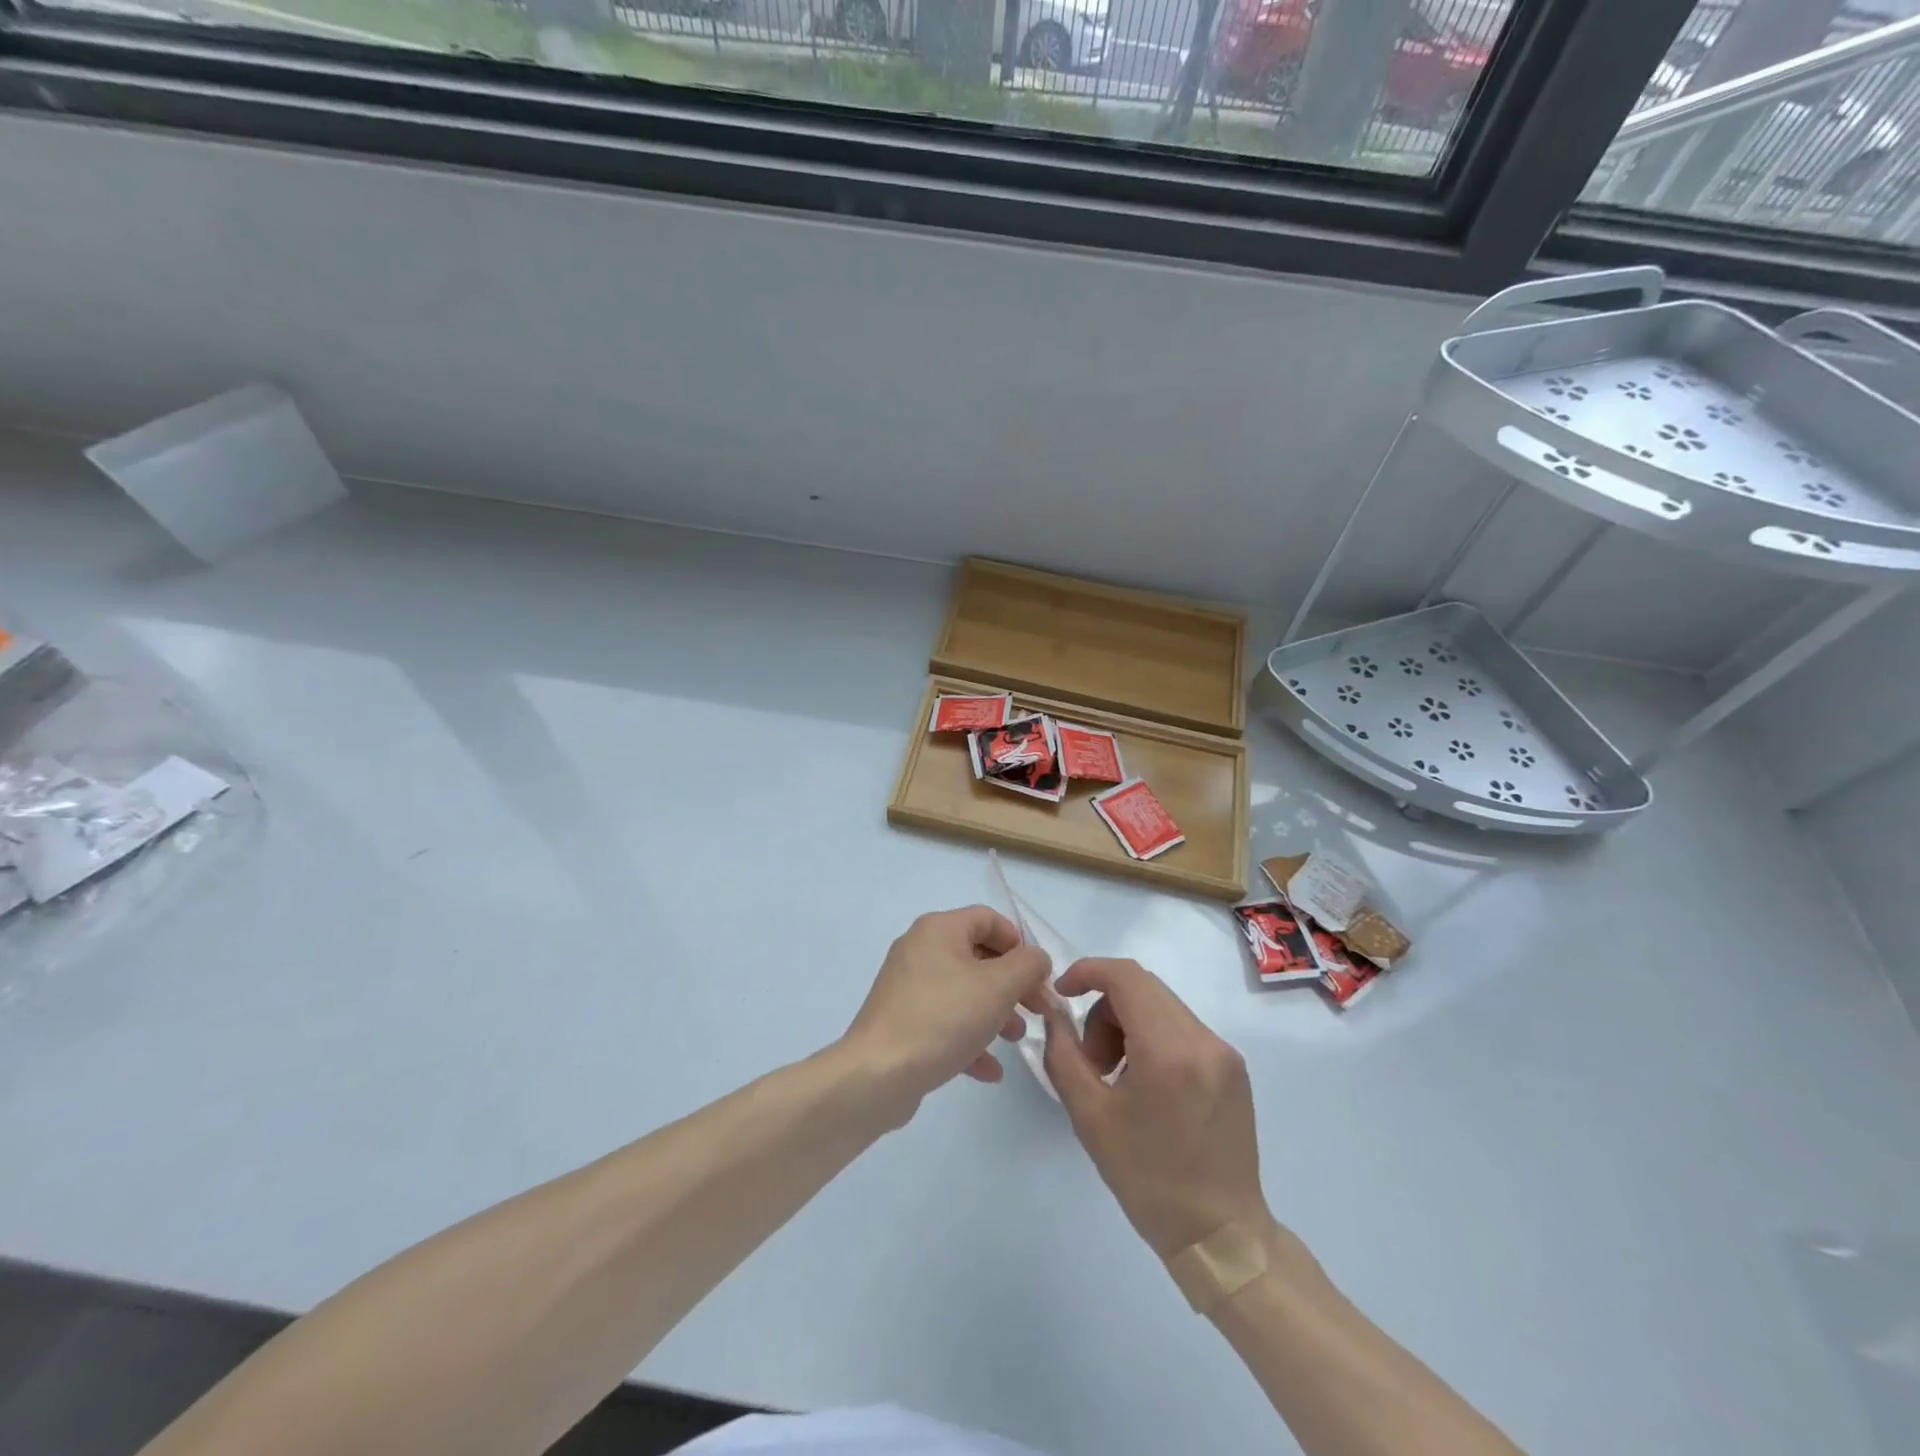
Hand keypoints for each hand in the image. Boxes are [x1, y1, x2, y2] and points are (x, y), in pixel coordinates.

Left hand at [842, 906, 1050, 1107]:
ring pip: (963, 991)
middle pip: (978, 956)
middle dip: (1012, 984)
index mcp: (939, 929)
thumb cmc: (943, 1018)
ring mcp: (907, 987)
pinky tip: (990, 1070)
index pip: (988, 919)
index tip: (1039, 976)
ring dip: (995, 1012)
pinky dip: (969, 1039)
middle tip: (1037, 1011)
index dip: (1019, 943)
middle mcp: (920, 949)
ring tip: (1015, 1039)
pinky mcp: (901, 1022)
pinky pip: (944, 1022)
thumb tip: (1036, 958)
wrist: (878, 1074)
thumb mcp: (998, 986)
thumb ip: (1028, 965)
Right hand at [1042, 958, 1270, 1258]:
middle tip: (1091, 1060)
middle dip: (1104, 1007)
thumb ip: (1063, 1054)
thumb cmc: (1148, 1180)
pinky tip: (1145, 1084)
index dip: (1087, 972)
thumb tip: (1054, 1013)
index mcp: (1169, 1051)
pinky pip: (1182, 1028)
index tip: (1062, 995)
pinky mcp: (1233, 1067)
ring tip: (1117, 1077)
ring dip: (1128, 1023)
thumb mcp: (1089, 1117)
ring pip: (1162, 1005)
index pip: (1125, 977)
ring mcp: (1224, 1052)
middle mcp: (1203, 1040)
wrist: (1220, 1236)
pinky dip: (1153, 1037)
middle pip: (1142, 987)